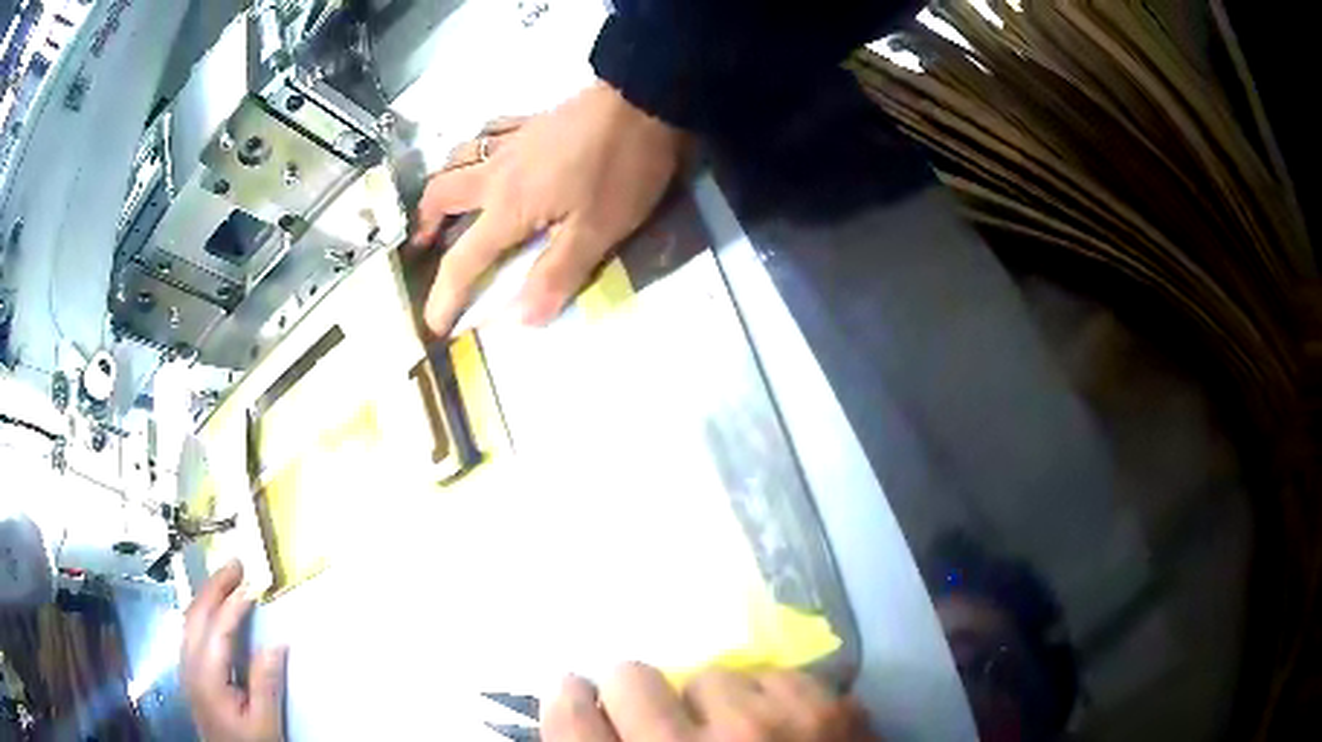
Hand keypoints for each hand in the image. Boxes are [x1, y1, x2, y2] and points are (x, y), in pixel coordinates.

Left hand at [181, 561, 286, 741]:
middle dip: (214, 587)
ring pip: (189, 619)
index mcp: (207, 678)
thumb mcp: (264, 723)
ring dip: (206, 595)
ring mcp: (186, 668)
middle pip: (196, 615)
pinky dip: (202, 611)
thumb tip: (276, 644)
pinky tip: (213, 609)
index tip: (251, 586)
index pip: (217, 630)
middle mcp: (189, 666)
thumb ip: (266, 685)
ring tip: (226, 580)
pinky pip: (190, 630)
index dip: (233, 605)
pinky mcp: (189, 672)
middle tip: (235, 565)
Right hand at [412, 81, 689, 334]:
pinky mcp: (531, 121)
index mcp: (507, 207)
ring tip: (447, 204)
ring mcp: (512, 141)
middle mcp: (496, 173)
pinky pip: (487, 132)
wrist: (643, 99)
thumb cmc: (622, 169)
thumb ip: (556, 275)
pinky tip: (484, 154)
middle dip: (426, 225)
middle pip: (440, 196)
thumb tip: (518, 320)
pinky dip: (474, 148)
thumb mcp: (597, 233)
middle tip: (427, 246)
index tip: (433, 326)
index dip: (445, 297)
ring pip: (456, 159)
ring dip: (442, 184)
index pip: (463, 259)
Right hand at [542, 664, 879, 741]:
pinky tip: (788, 732)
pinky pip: (773, 676)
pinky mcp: (826, 707)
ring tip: (744, 738)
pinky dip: (773, 701)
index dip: (571, 701)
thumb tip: (590, 723)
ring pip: (709, 675)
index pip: (571, 721)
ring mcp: (762, 727)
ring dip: (717, 704)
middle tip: (667, 717)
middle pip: (631, 678)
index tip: (578, 692)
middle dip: (640, 694)